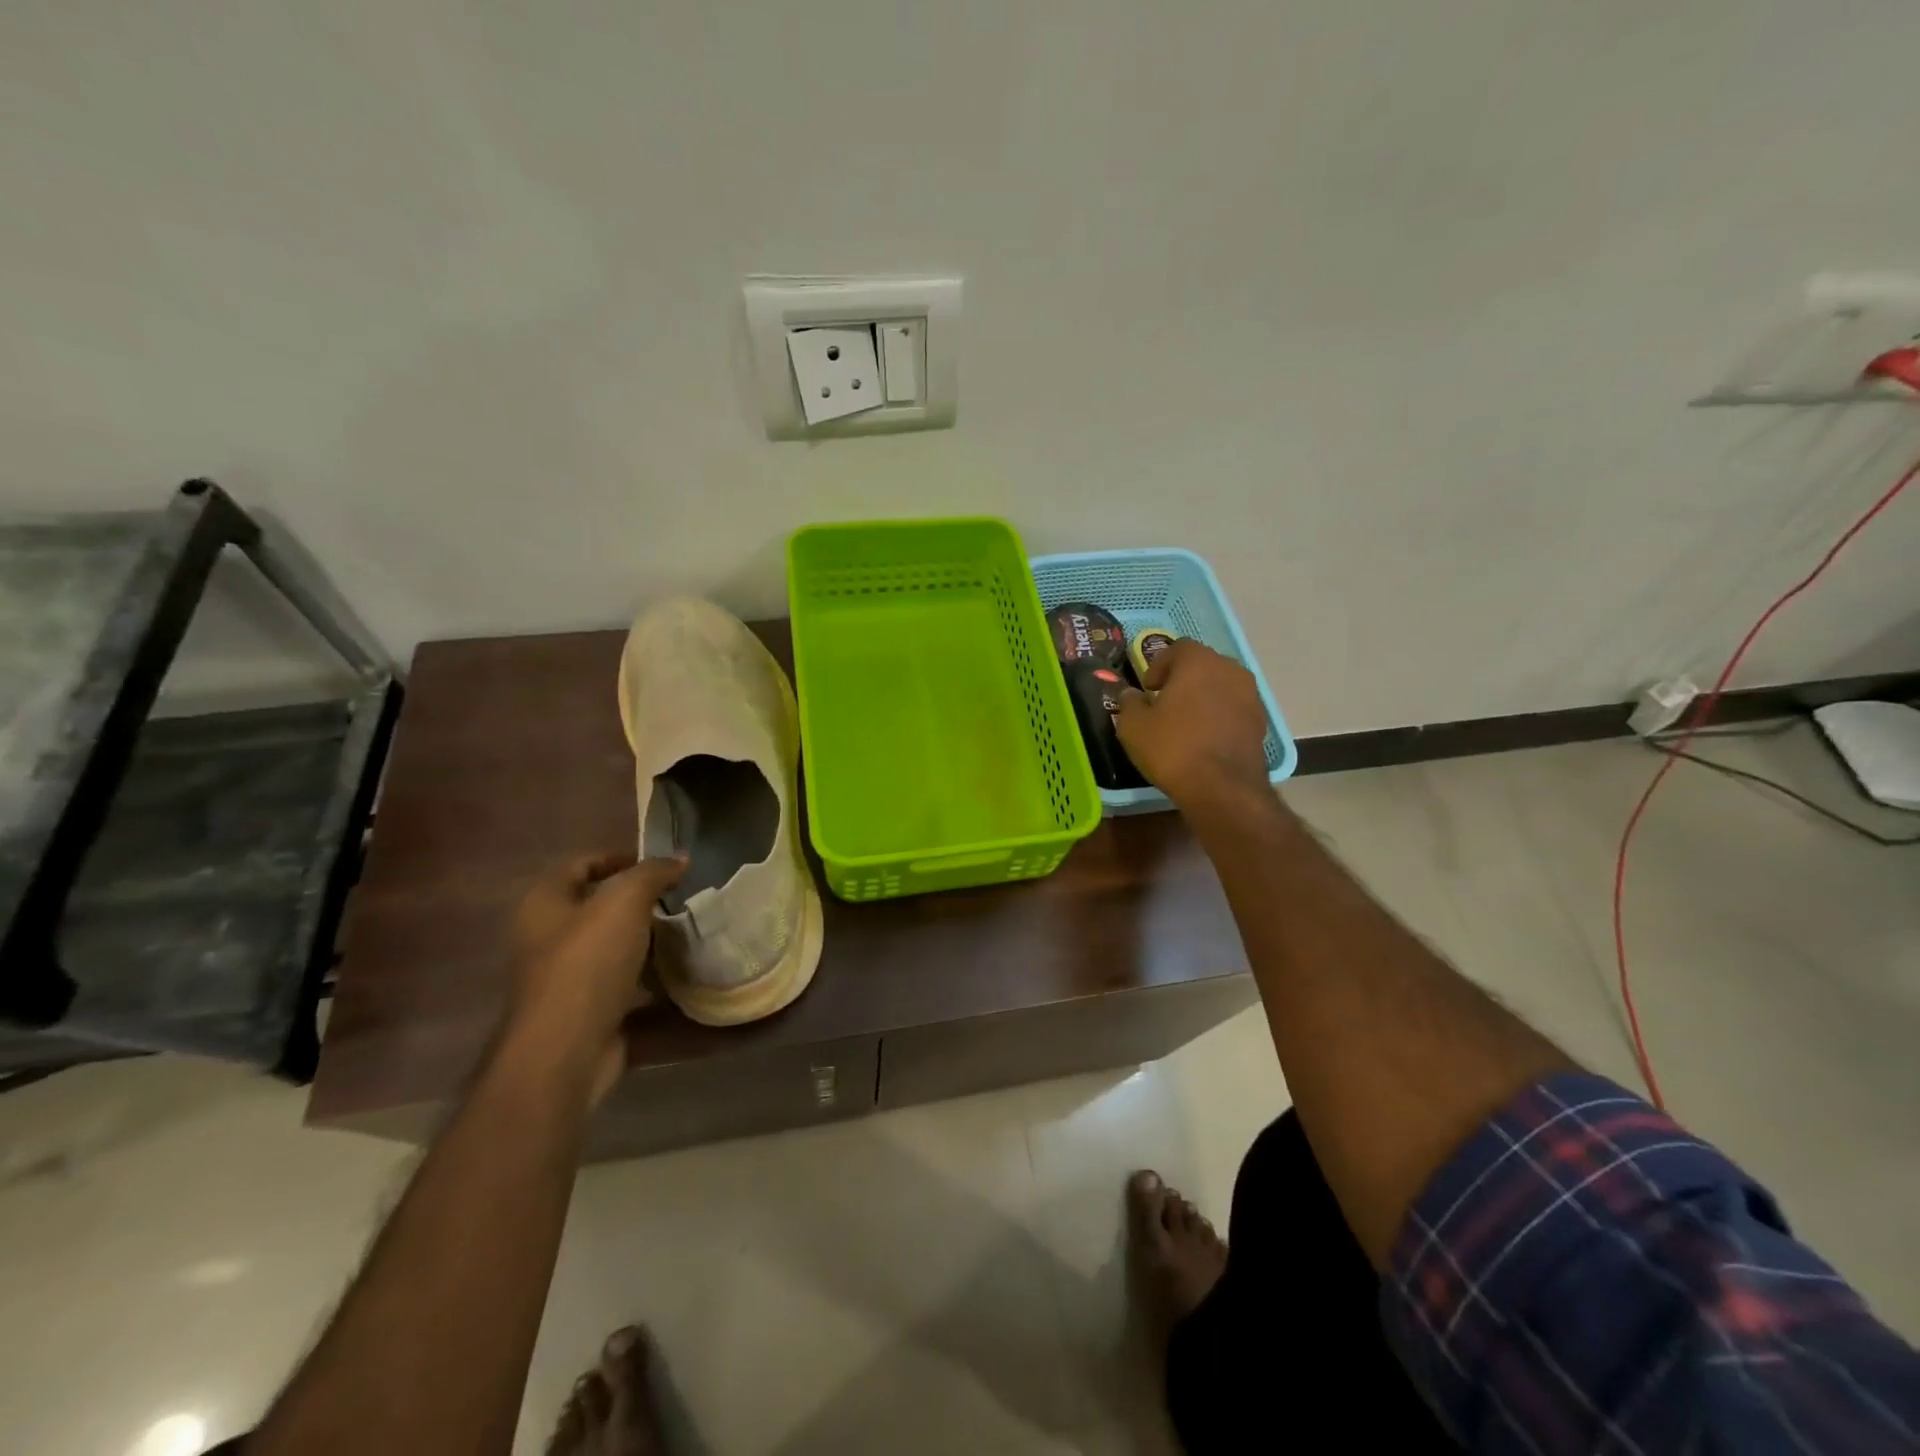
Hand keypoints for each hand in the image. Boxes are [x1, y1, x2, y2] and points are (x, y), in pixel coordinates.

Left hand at [505, 852, 685, 1105]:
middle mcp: (548, 941)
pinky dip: (654, 984)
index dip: (618, 857)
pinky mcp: (589, 1014)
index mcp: (544, 905)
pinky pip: (628, 989)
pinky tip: (685, 976)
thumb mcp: (624, 901)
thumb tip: (679, 858)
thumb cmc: (586, 963)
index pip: (580, 865)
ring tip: (689, 933)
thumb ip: (653, 873)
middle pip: (598, 909)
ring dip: (650, 944)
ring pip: (615, 950)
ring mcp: (567, 981)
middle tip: (681, 898)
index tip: (661, 864)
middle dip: (640, 903)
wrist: (566, 1052)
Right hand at [1115, 640, 1271, 809]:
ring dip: (1204, 697)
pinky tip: (1205, 738)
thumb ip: (1129, 703)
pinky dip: (1219, 715)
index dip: (1159, 665)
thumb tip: (1131, 695)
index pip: (1178, 647)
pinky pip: (1234, 708)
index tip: (1148, 689)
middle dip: (1183, 678)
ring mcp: (1250, 695)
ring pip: (1221, 686)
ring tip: (1186, 722)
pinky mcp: (1260, 721)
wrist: (1222, 788)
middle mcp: (1230, 670)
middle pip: (1203, 664)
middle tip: (1165, 702)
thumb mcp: (1133, 727)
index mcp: (1198, 662)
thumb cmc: (1172, 748)